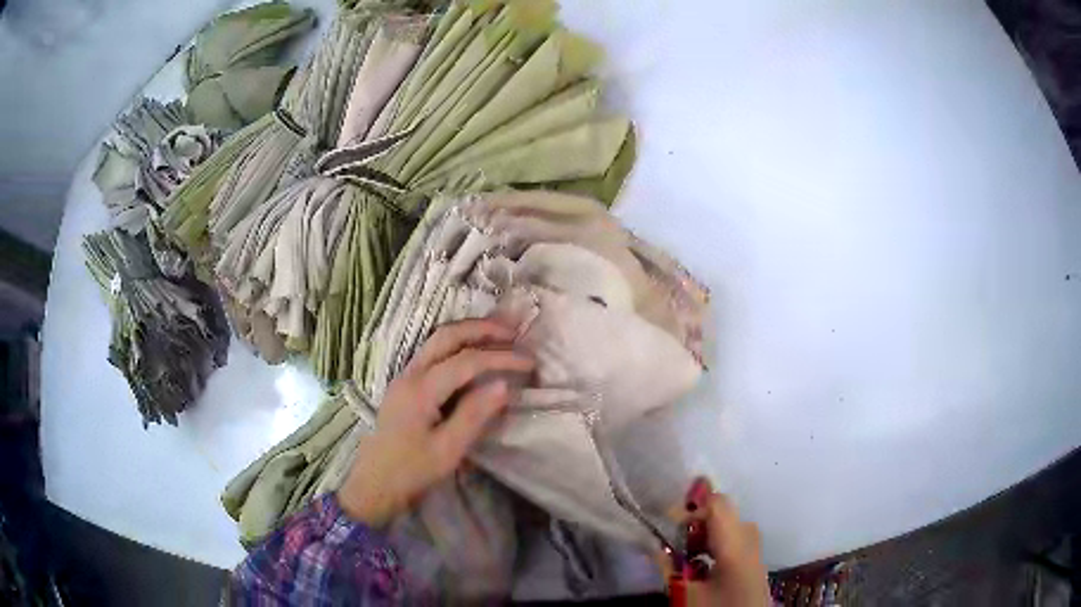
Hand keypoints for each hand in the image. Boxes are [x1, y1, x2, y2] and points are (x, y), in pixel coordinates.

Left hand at [337, 319, 533, 527]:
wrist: (374, 485)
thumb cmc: (412, 472)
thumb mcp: (448, 450)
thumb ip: (474, 415)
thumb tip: (504, 385)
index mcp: (421, 390)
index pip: (466, 361)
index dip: (500, 357)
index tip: (529, 362)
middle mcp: (410, 374)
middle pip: (447, 336)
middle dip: (482, 329)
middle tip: (514, 331)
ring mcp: (405, 377)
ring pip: (437, 340)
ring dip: (469, 333)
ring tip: (499, 335)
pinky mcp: (405, 385)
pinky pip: (433, 353)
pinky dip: (457, 345)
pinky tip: (473, 353)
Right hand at [668, 479, 769, 605]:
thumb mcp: (685, 593)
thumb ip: (668, 566)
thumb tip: (652, 544)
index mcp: (735, 543)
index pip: (717, 504)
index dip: (690, 508)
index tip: (667, 526)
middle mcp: (749, 540)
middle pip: (724, 513)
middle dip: (696, 523)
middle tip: (675, 543)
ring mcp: (755, 551)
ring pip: (730, 527)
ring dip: (705, 535)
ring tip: (686, 556)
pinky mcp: (754, 563)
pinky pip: (736, 541)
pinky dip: (716, 545)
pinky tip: (702, 567)